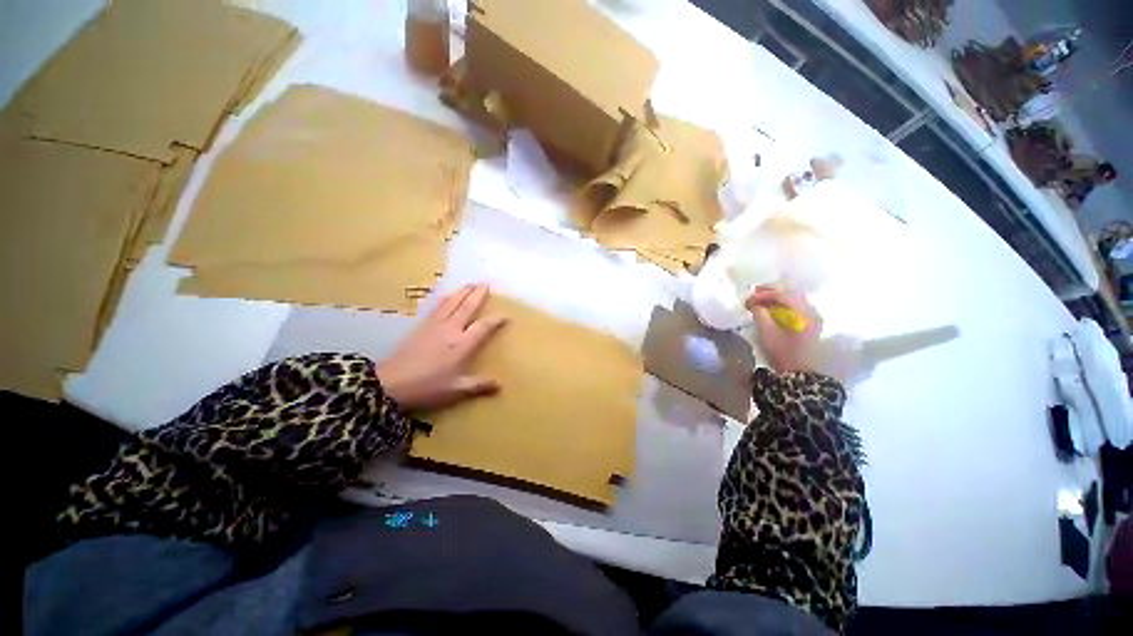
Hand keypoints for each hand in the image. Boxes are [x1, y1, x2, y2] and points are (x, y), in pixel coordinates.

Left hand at [376, 284, 507, 410]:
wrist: (391, 384)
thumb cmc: (428, 387)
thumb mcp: (456, 390)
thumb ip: (479, 385)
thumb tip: (500, 385)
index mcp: (463, 344)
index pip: (484, 326)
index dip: (496, 320)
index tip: (506, 315)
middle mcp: (451, 330)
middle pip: (467, 307)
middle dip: (478, 295)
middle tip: (486, 284)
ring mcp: (435, 325)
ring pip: (452, 303)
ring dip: (462, 292)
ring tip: (470, 284)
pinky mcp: (421, 326)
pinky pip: (437, 307)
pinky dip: (446, 298)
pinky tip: (447, 297)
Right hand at [746, 286, 820, 373]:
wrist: (799, 372)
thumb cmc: (782, 352)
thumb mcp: (766, 332)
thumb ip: (759, 314)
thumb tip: (754, 303)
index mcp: (802, 311)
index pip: (781, 294)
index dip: (762, 294)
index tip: (747, 299)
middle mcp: (811, 310)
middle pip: (790, 293)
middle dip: (770, 291)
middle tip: (753, 294)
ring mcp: (813, 316)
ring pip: (794, 299)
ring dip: (777, 297)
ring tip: (761, 300)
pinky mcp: (811, 323)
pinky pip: (797, 306)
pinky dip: (783, 304)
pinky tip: (772, 309)